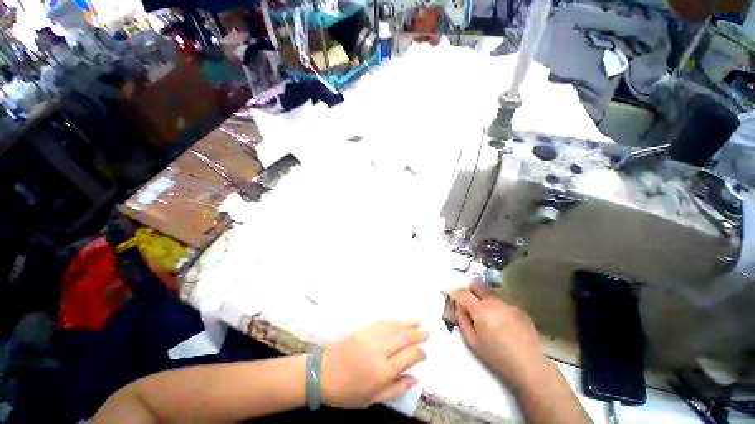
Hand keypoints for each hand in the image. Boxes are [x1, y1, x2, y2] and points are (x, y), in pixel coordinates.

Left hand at [320, 320, 428, 407]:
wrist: (323, 373)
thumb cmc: (348, 391)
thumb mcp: (372, 398)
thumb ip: (396, 388)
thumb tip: (415, 378)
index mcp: (383, 371)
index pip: (409, 357)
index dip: (420, 354)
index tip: (424, 354)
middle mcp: (379, 350)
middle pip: (404, 338)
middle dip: (418, 335)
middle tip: (427, 333)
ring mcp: (370, 336)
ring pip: (394, 326)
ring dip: (408, 323)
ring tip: (418, 321)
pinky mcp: (362, 328)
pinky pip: (381, 321)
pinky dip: (393, 320)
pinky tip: (399, 320)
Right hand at [450, 281, 552, 391]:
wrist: (530, 367)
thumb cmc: (497, 358)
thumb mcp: (473, 343)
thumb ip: (462, 321)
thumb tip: (459, 306)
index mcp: (481, 311)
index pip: (462, 293)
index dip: (454, 292)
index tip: (449, 293)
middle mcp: (495, 303)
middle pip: (477, 285)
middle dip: (469, 289)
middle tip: (467, 299)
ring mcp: (509, 305)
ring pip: (490, 293)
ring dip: (483, 297)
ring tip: (486, 314)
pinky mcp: (520, 309)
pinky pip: (502, 302)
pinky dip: (497, 306)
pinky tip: (502, 321)